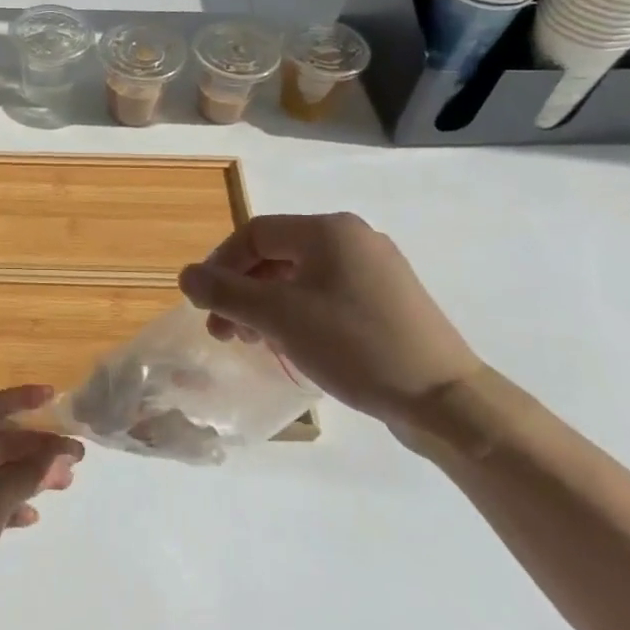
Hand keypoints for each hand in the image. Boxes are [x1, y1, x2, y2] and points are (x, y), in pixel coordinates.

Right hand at [178, 213, 487, 425]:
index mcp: (328, 230)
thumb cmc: (354, 346)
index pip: (254, 233)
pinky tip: (291, 344)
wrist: (444, 399)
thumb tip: (186, 275)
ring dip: (266, 305)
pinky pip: (326, 294)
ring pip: (300, 277)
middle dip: (241, 291)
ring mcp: (375, 269)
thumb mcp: (279, 317)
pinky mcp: (388, 300)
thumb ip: (226, 292)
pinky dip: (297, 313)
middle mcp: (353, 238)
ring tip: (254, 343)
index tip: (204, 306)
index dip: (220, 265)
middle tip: (224, 333)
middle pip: (276, 255)